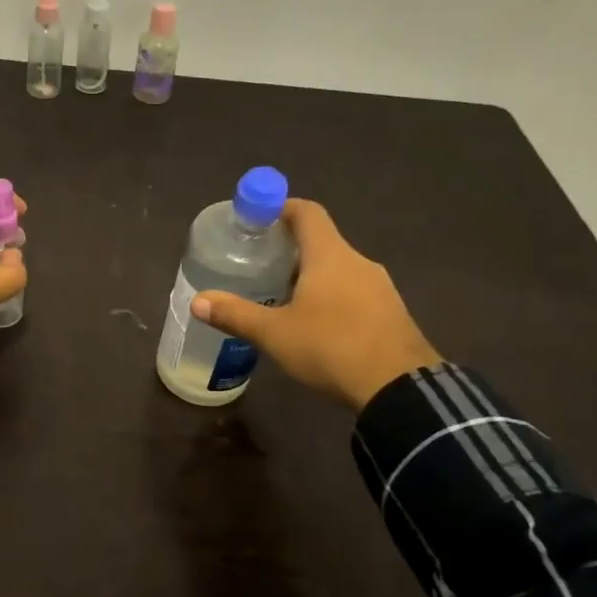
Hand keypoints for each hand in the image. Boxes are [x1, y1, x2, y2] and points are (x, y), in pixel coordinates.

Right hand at [192, 199, 439, 409]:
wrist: (399, 388)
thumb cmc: (331, 347)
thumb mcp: (275, 333)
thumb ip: (235, 314)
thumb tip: (197, 301)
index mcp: (330, 255)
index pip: (307, 212)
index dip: (281, 208)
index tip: (258, 219)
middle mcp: (358, 262)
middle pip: (322, 241)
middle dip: (290, 249)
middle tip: (261, 265)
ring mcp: (380, 288)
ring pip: (339, 270)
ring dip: (312, 276)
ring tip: (283, 298)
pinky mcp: (391, 313)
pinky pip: (355, 293)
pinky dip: (332, 298)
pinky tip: (317, 325)